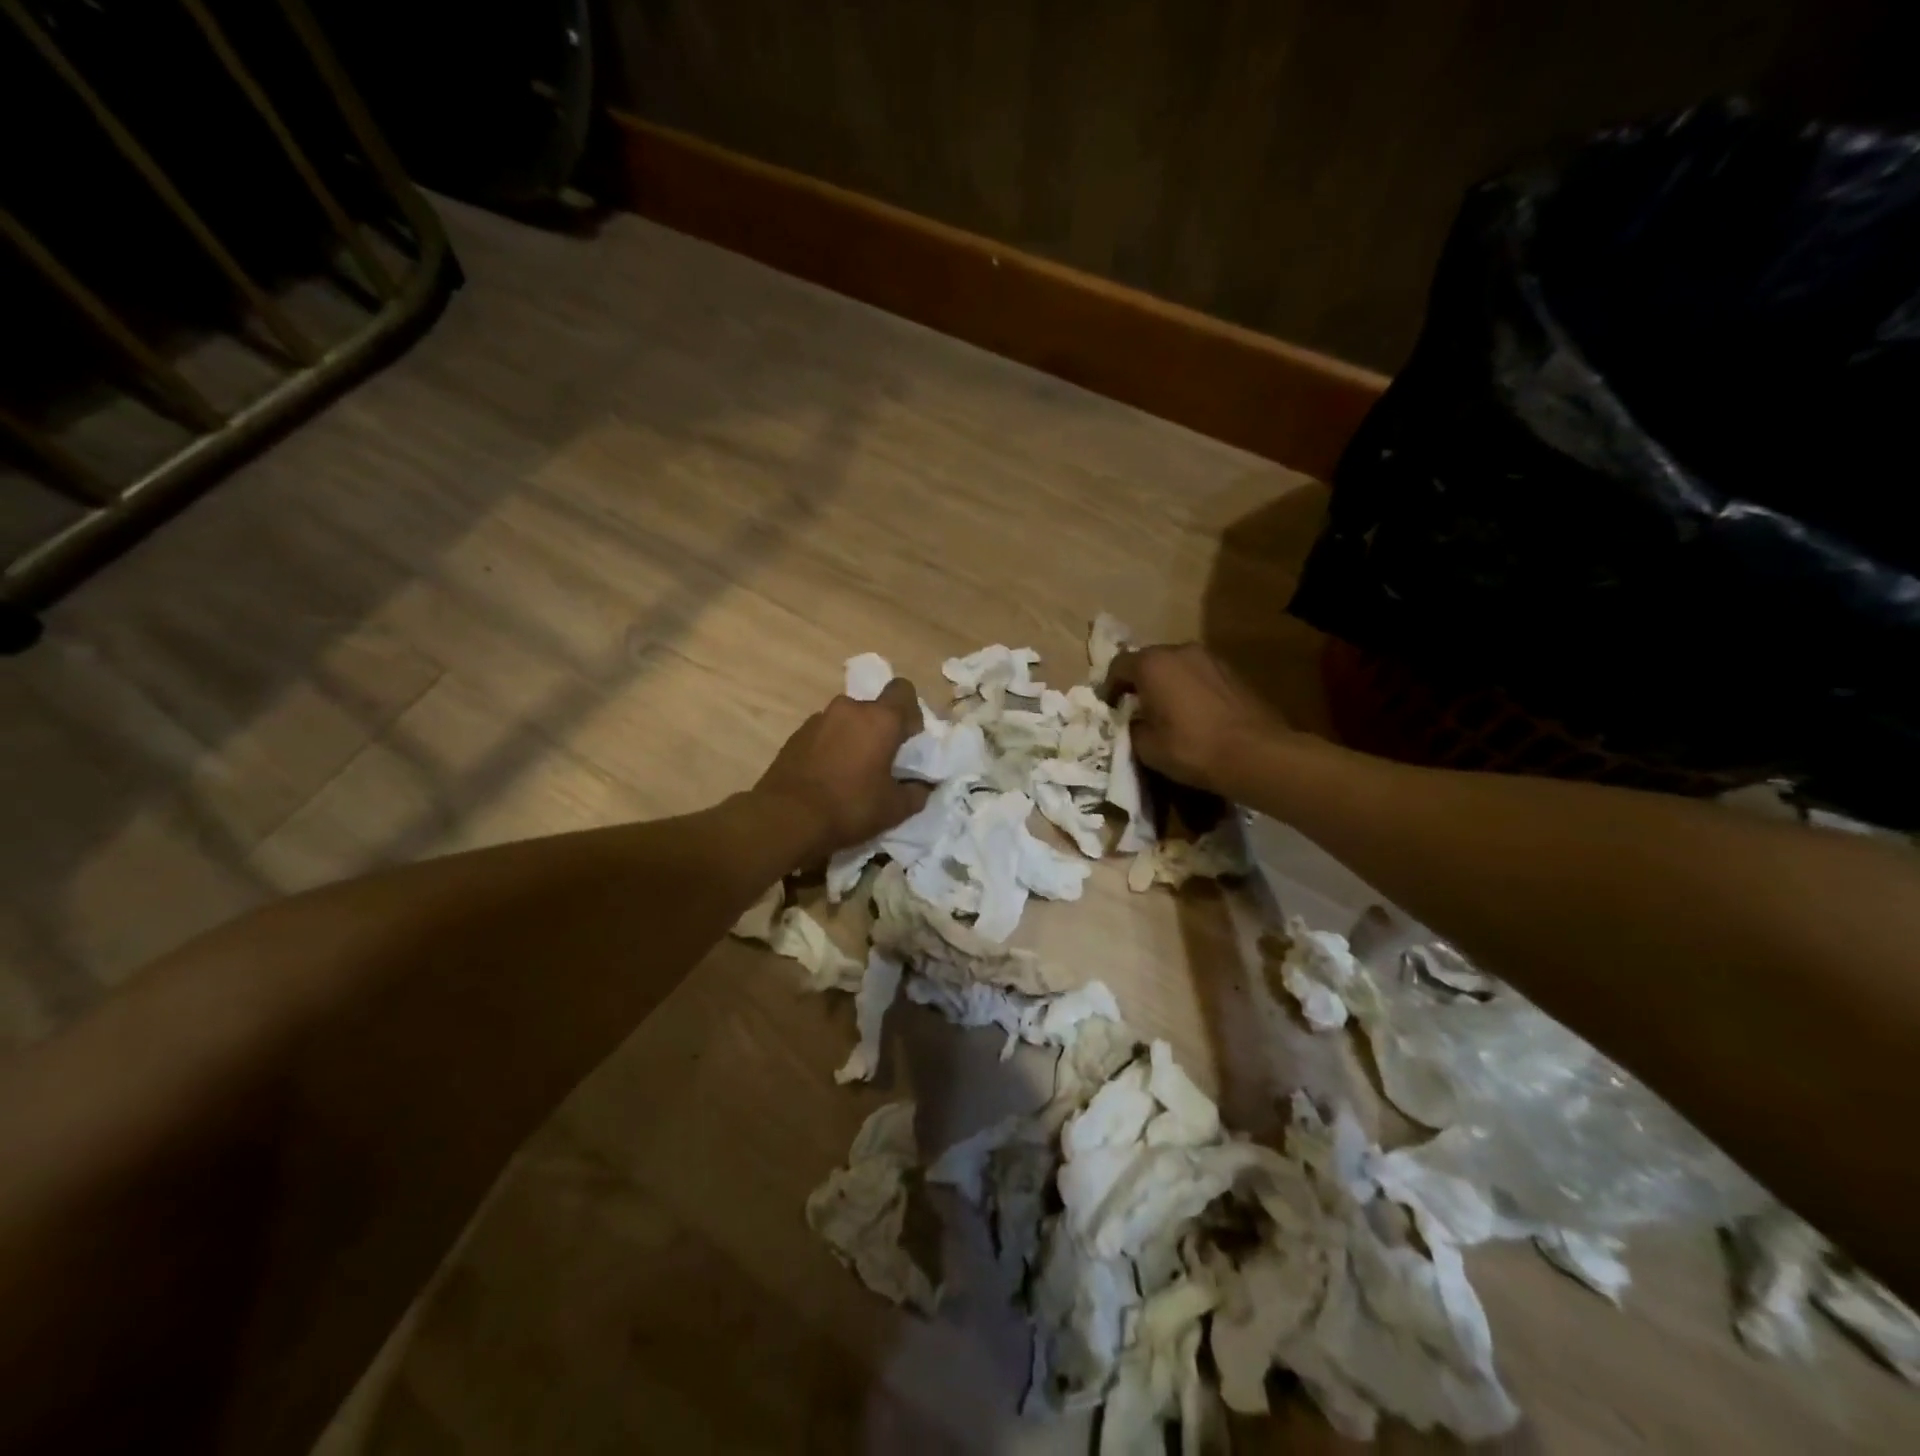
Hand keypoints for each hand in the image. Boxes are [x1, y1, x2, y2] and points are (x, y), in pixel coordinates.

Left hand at [755, 678, 930, 864]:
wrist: (786, 819)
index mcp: (880, 719)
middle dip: (880, 730)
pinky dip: (831, 748)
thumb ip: (917, 791)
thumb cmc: (850, 807)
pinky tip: (827, 777)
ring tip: (851, 773)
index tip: (907, 740)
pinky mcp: (796, 735)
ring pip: (847, 721)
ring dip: (854, 738)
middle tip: (881, 762)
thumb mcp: (895, 808)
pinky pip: (824, 734)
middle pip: (873, 709)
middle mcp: (848, 709)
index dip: (910, 712)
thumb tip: (923, 785)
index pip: (903, 690)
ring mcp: (818, 719)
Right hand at [1102, 643, 1290, 796]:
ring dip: (1167, 683)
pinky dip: (1190, 688)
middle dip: (1139, 682)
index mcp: (1152, 664)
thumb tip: (1135, 722)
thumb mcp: (1147, 747)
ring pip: (1177, 666)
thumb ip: (1133, 727)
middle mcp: (1180, 651)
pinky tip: (1194, 713)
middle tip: (1136, 707)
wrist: (1255, 754)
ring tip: (1166, 710)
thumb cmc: (1191, 748)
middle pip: (1149, 661)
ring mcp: (1210, 659)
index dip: (1109, 687)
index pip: (1118, 666)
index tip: (1109, 706)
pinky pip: (1199, 675)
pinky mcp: (1233, 672)